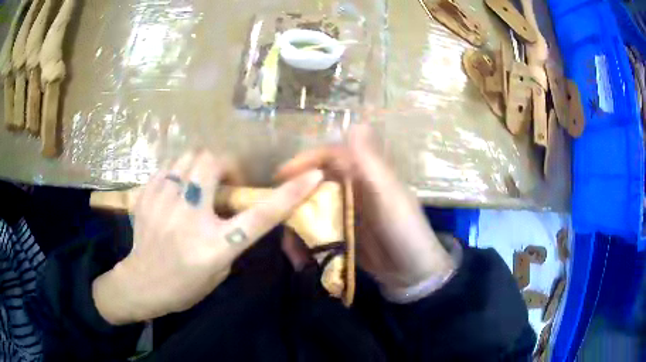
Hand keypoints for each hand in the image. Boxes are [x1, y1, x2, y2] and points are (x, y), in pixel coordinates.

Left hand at [93, 151, 323, 324]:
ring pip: (187, 158)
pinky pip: (167, 169)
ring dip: (199, 165)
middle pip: (212, 165)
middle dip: (225, 164)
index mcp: (215, 245)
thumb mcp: (218, 271)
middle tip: (224, 180)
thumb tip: (234, 209)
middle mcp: (190, 219)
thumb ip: (230, 238)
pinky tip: (175, 191)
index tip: (312, 176)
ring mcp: (163, 205)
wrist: (141, 284)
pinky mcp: (146, 198)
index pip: (261, 216)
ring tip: (198, 184)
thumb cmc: (184, 287)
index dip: (290, 194)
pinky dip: (177, 174)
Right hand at [277, 125, 455, 301]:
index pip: (329, 157)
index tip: (280, 176)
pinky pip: (316, 231)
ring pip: (312, 210)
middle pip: (314, 184)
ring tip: (290, 249)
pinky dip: (305, 242)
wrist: (413, 273)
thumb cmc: (405, 231)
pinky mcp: (342, 234)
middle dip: (293, 200)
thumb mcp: (390, 196)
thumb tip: (355, 124)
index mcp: (364, 174)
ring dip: (297, 226)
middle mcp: (352, 189)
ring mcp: (346, 213)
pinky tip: (300, 257)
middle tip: (276, 217)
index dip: (304, 162)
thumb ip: (371, 163)